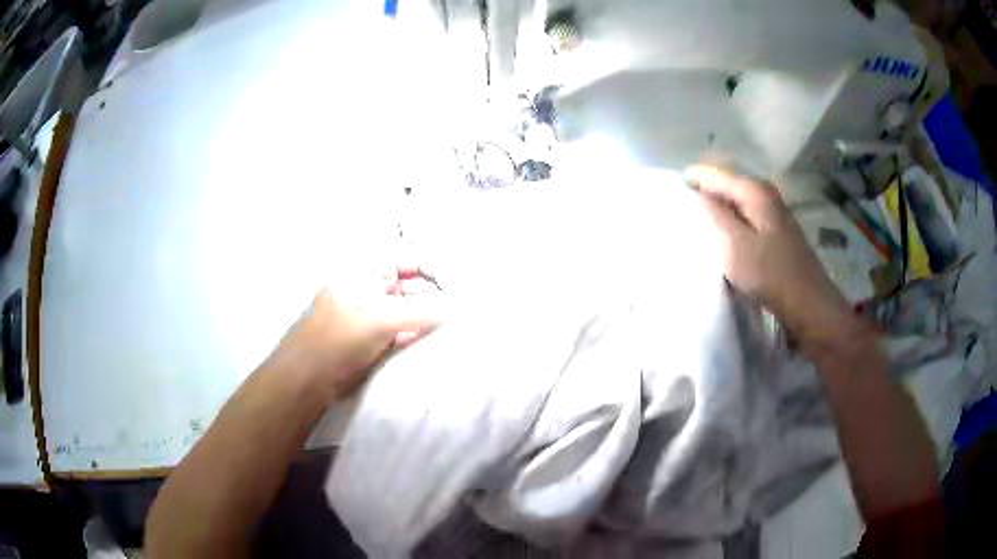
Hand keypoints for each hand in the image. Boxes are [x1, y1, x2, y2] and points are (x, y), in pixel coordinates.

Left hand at [266, 267, 440, 401]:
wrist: (309, 378)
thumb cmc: (339, 339)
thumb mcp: (379, 321)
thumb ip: (418, 314)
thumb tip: (449, 310)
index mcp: (360, 277)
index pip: (397, 262)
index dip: (422, 267)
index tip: (448, 280)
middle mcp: (363, 294)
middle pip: (401, 286)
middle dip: (426, 292)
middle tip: (452, 302)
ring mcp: (365, 319)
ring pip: (400, 311)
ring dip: (421, 315)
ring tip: (448, 320)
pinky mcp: (368, 342)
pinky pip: (396, 333)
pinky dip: (412, 333)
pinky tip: (430, 337)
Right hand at [686, 166, 858, 349]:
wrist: (808, 304)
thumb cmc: (770, 275)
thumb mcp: (734, 245)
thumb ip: (712, 215)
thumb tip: (696, 194)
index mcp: (753, 190)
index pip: (713, 173)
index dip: (690, 180)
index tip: (669, 196)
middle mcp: (764, 192)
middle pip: (725, 184)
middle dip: (703, 194)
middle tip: (682, 213)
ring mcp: (773, 211)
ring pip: (736, 201)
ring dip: (717, 210)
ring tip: (698, 226)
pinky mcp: (777, 230)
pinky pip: (745, 216)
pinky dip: (731, 222)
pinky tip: (724, 239)